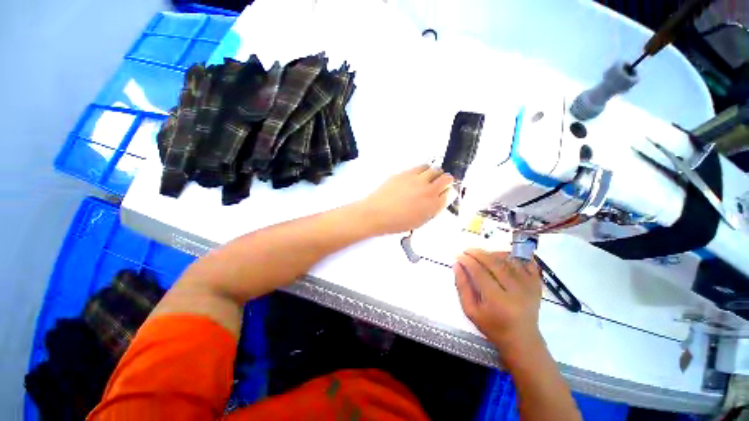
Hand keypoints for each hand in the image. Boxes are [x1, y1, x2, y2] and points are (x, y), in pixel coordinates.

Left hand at [360, 164, 453, 234]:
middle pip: (446, 178)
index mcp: (433, 206)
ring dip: (435, 173)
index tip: (445, 192)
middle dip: (446, 180)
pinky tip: (417, 176)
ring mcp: (417, 179)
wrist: (377, 214)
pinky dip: (422, 170)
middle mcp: (428, 190)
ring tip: (429, 177)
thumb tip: (438, 201)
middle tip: (441, 182)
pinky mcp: (406, 173)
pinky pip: (420, 166)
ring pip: (434, 169)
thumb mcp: (419, 221)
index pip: (450, 193)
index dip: (448, 192)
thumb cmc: (396, 222)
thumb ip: (432, 210)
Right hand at [454, 249, 543, 357]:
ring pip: (509, 261)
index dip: (467, 261)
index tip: (458, 255)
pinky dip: (515, 256)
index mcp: (497, 300)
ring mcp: (529, 287)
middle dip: (478, 253)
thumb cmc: (493, 327)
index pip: (479, 272)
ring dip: (493, 253)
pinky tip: (503, 256)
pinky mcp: (537, 285)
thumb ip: (462, 287)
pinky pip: (527, 263)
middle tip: (467, 250)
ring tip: (482, 254)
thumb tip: (456, 265)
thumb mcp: (471, 311)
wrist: (522, 340)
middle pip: (494, 263)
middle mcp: (515, 291)